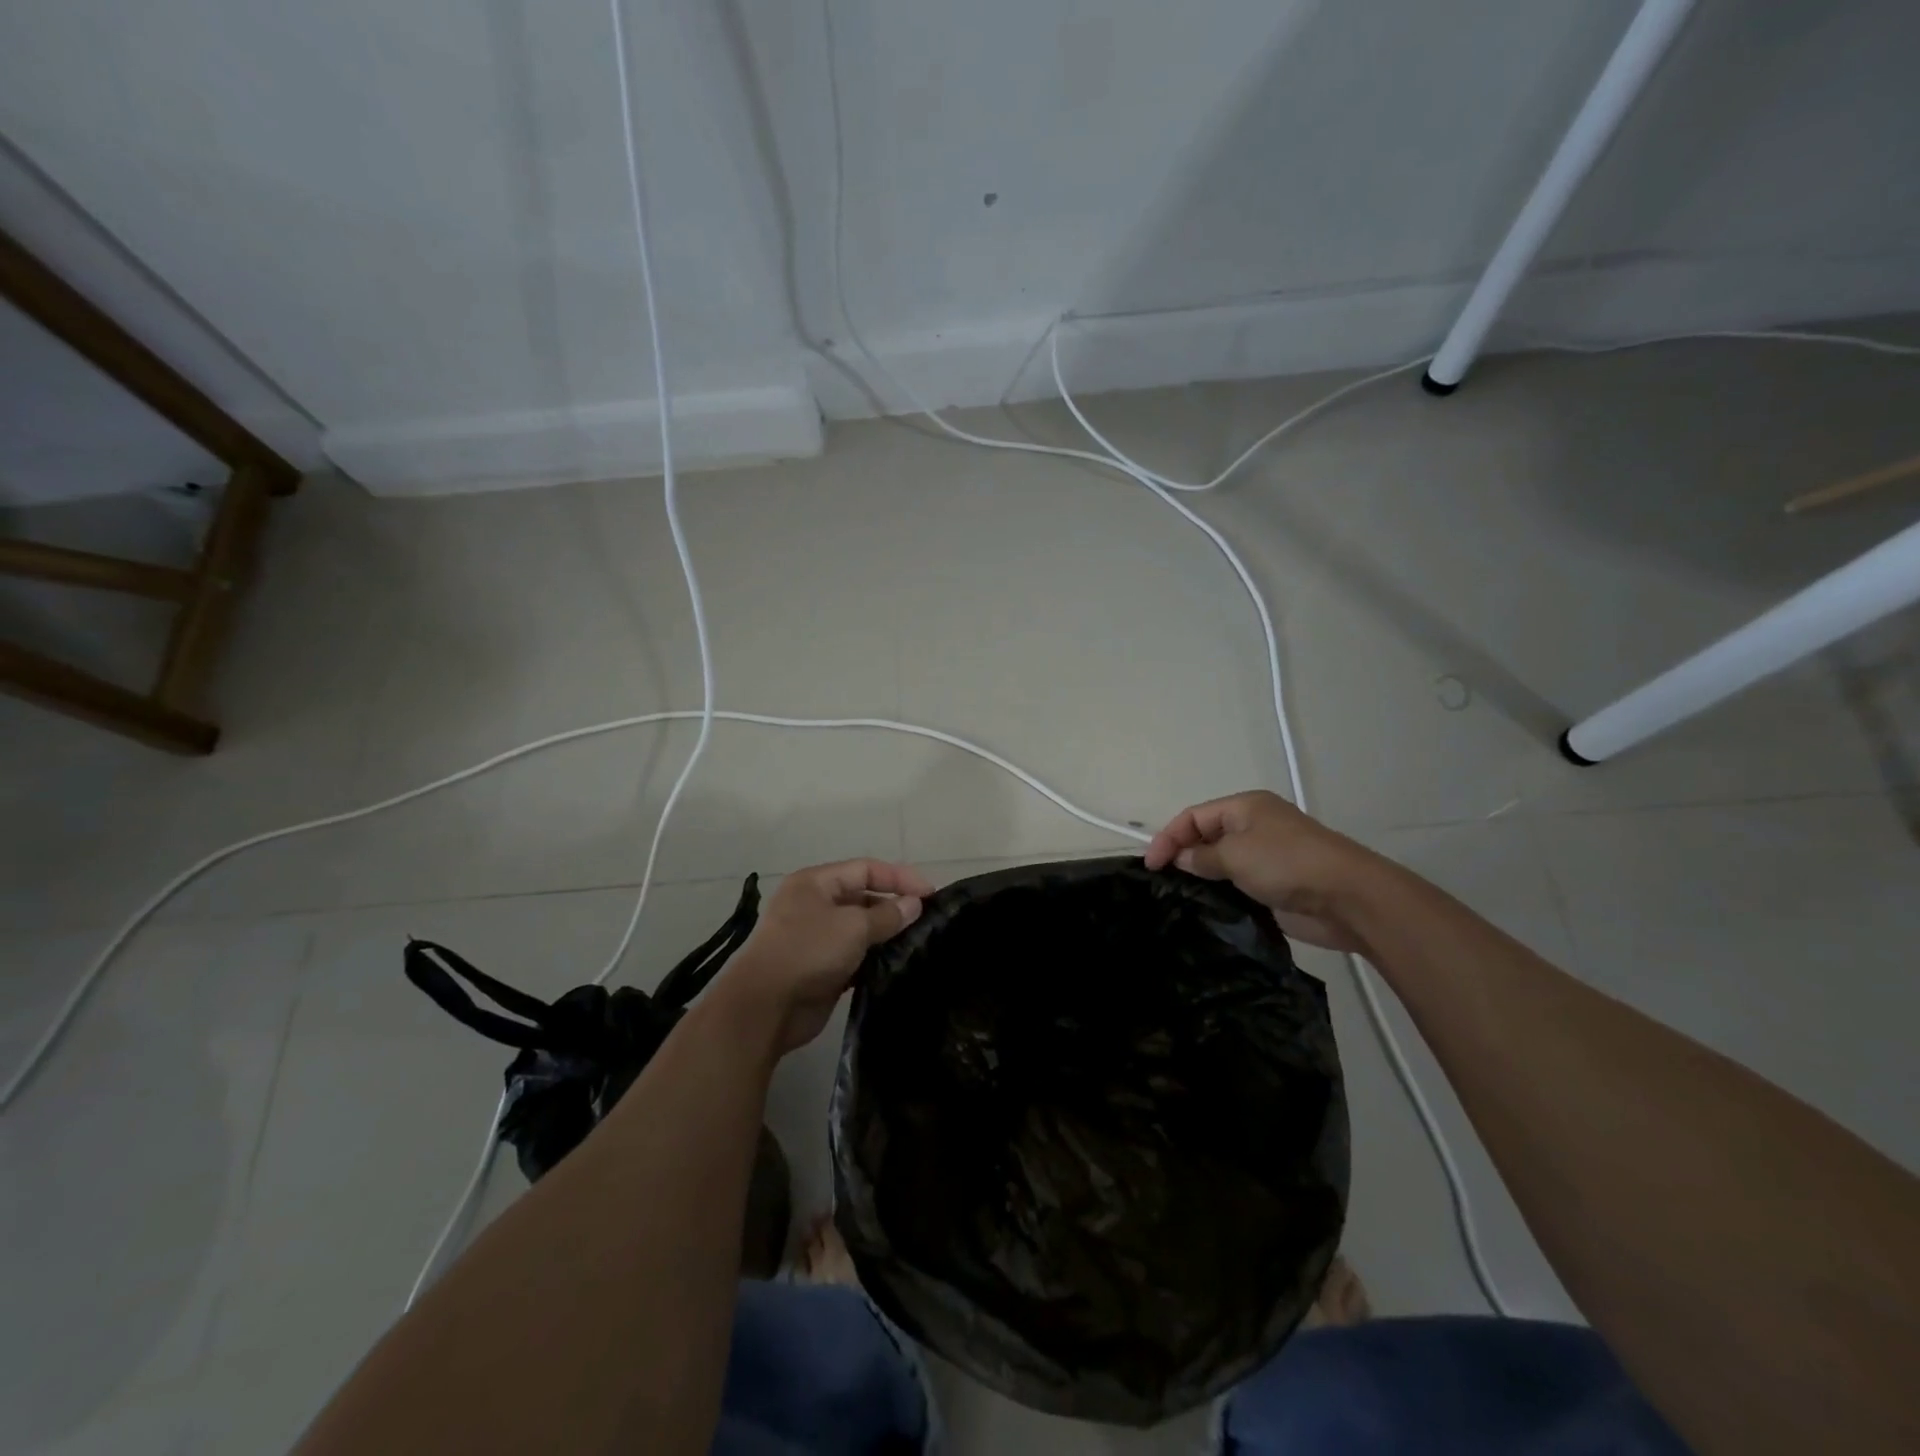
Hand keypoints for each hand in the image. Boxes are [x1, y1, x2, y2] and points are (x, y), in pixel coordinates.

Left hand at [726, 858, 933, 1051]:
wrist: (765, 1008)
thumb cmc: (808, 952)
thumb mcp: (852, 927)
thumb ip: (887, 914)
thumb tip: (914, 904)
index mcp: (816, 883)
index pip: (866, 869)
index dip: (899, 877)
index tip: (930, 894)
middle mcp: (815, 905)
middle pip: (863, 897)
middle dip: (894, 906)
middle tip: (928, 921)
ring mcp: (817, 938)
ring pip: (861, 929)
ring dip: (887, 935)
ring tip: (919, 943)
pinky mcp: (822, 968)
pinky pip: (855, 955)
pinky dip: (875, 958)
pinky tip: (898, 965)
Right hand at [1143, 791, 1373, 951]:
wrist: (1347, 898)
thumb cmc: (1287, 863)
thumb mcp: (1235, 854)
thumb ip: (1201, 856)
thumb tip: (1182, 859)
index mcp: (1245, 808)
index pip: (1193, 816)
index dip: (1168, 837)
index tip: (1151, 866)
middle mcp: (1254, 827)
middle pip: (1205, 836)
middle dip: (1182, 855)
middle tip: (1162, 882)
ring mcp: (1265, 857)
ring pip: (1221, 863)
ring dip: (1201, 877)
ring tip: (1177, 897)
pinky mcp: (1274, 886)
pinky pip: (1237, 885)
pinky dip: (1220, 894)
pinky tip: (1204, 909)